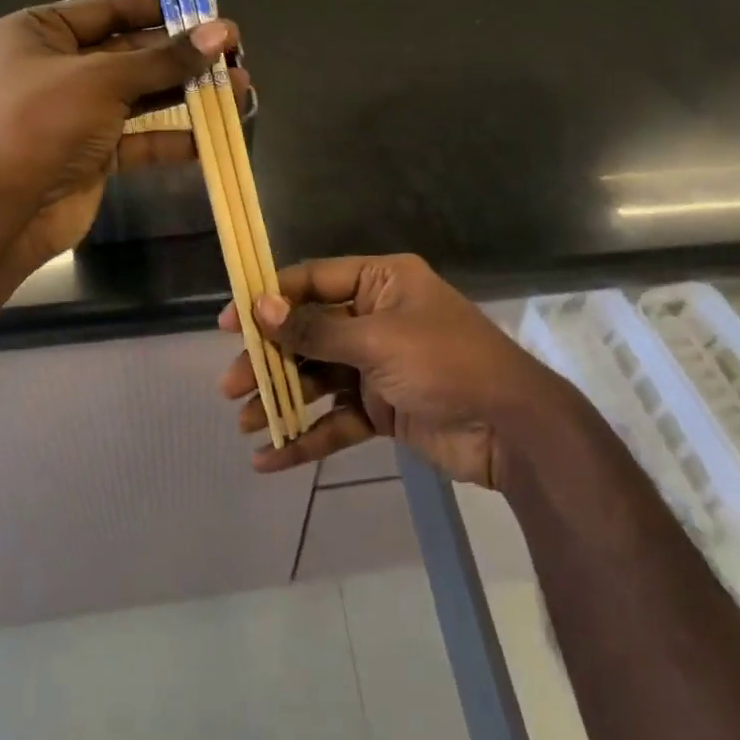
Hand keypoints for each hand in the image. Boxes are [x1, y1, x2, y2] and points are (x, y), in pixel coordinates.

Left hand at [0, 0, 241, 267]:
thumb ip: (165, 59)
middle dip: (182, 54)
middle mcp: (56, 67)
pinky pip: (140, 136)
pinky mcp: (94, 152)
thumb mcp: (104, 80)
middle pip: (130, 52)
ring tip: (238, 86)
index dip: (159, 10)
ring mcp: (76, 112)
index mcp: (38, 32)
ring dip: (186, 92)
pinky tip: (212, 135)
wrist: (4, 212)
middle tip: (233, 51)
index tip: (207, 12)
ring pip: (141, 95)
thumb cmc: (42, 124)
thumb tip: (221, 32)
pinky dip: (173, 137)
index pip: (108, 9)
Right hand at [218, 253, 571, 487]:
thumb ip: (317, 328)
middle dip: (269, 359)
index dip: (268, 299)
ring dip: (282, 399)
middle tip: (229, 386)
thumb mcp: (378, 341)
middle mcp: (377, 316)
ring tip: (245, 423)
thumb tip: (260, 308)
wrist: (511, 430)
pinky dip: (307, 436)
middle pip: (309, 332)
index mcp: (381, 281)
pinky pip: (337, 417)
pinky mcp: (383, 407)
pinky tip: (271, 459)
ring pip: (318, 377)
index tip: (228, 325)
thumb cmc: (446, 365)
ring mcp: (379, 364)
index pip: (312, 280)